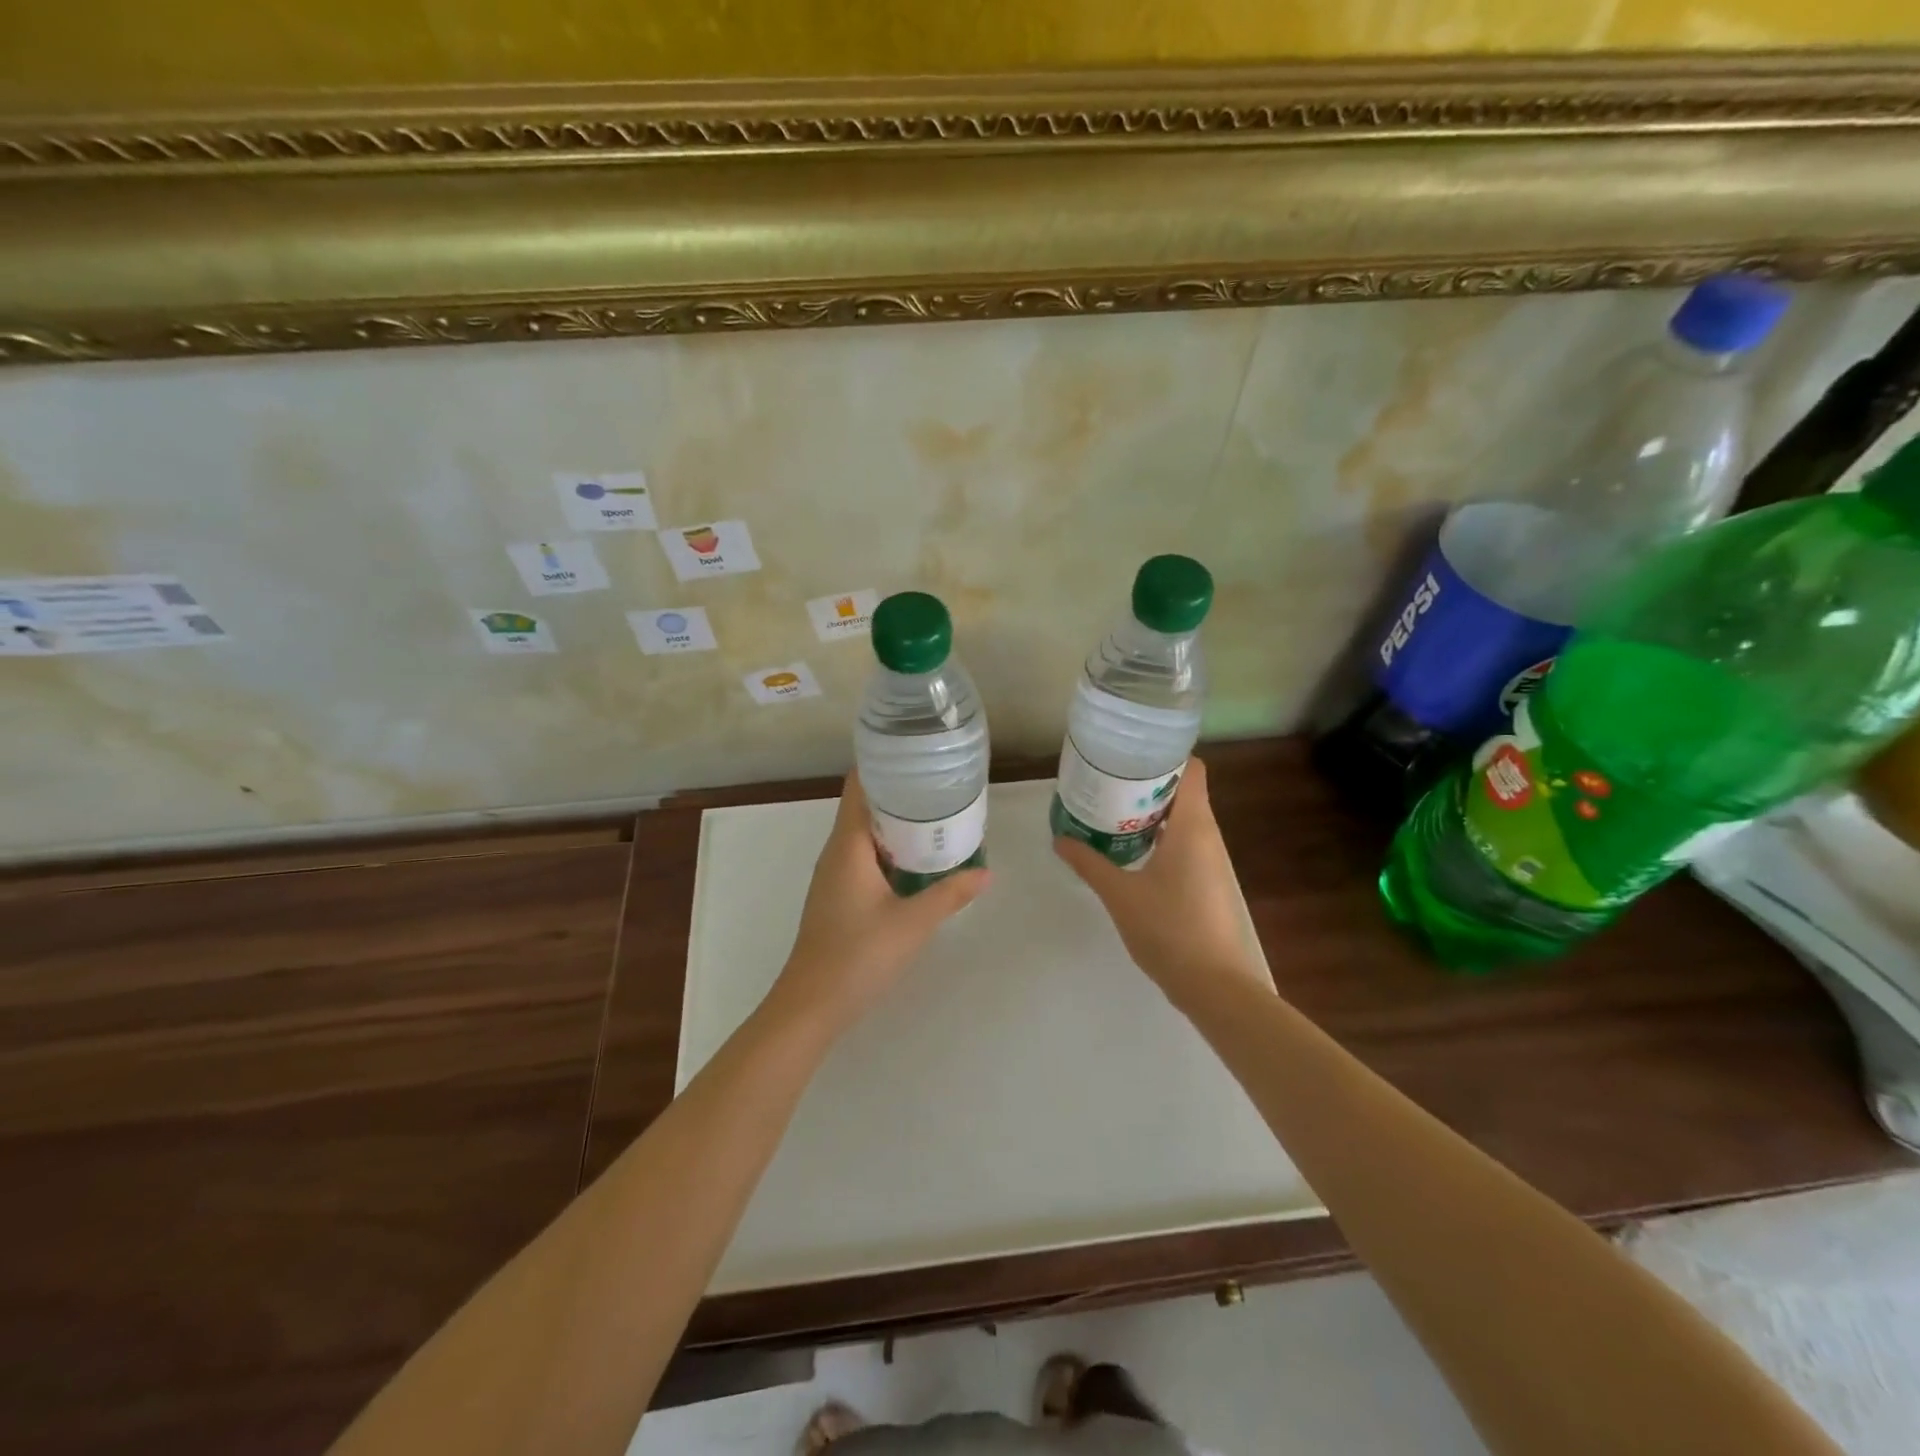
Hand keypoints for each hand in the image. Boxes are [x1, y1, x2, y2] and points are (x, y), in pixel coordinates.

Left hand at [771, 771, 989, 1034]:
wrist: (812, 1005)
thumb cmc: (859, 955)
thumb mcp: (913, 923)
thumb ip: (950, 894)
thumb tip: (986, 873)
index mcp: (848, 845)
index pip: (859, 787)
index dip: (883, 765)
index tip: (916, 756)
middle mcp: (836, 852)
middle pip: (864, 807)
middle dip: (899, 793)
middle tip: (939, 785)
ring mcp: (834, 876)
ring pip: (864, 835)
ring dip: (895, 824)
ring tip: (935, 816)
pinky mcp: (837, 896)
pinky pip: (863, 857)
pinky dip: (888, 849)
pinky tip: (916, 861)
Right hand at [1053, 758, 1271, 1009]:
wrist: (1215, 986)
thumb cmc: (1169, 929)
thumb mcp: (1120, 894)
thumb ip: (1089, 863)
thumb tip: (1059, 839)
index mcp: (1193, 826)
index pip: (1190, 768)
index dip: (1164, 754)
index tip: (1128, 753)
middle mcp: (1207, 835)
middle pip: (1182, 791)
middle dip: (1146, 782)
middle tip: (1107, 780)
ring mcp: (1210, 861)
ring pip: (1183, 819)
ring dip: (1151, 811)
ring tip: (1111, 809)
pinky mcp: (1206, 882)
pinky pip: (1184, 843)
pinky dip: (1159, 836)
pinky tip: (1129, 849)